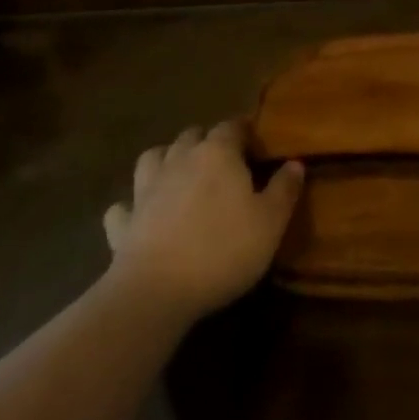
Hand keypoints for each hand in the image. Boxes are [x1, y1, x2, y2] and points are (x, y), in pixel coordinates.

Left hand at [102, 122, 303, 320]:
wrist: (155, 293)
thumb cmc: (222, 251)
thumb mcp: (270, 223)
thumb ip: (284, 189)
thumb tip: (295, 163)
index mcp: (217, 153)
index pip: (232, 126)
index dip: (245, 132)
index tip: (256, 146)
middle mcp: (180, 159)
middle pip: (192, 135)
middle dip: (206, 142)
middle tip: (222, 163)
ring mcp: (146, 189)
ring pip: (153, 157)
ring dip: (166, 160)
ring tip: (179, 175)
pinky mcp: (123, 222)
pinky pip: (123, 205)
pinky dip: (131, 206)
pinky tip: (138, 215)